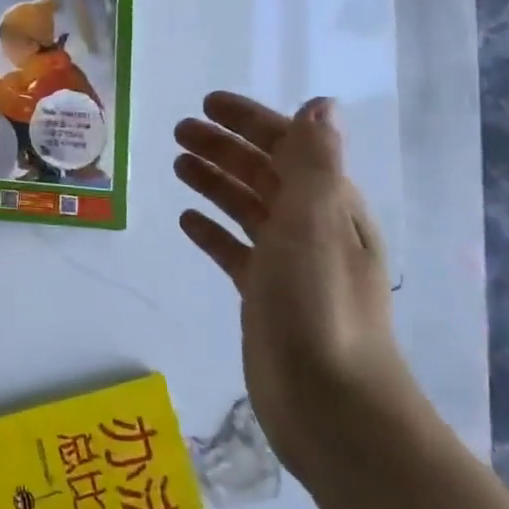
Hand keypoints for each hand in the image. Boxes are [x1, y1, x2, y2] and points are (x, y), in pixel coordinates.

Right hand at [173, 93, 418, 486]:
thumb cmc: (321, 305)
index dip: (251, 121)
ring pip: (247, 208)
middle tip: (178, 132)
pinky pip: (234, 250)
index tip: (207, 104)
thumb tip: (320, 104)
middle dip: (224, 147)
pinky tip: (187, 221)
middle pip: (264, 173)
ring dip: (215, 182)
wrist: (331, 405)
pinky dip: (213, 230)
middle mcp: (312, 228)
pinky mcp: (264, 295)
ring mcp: (288, 263)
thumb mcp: (317, 223)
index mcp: (330, 205)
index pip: (290, 146)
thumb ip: (314, 162)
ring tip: (177, 164)